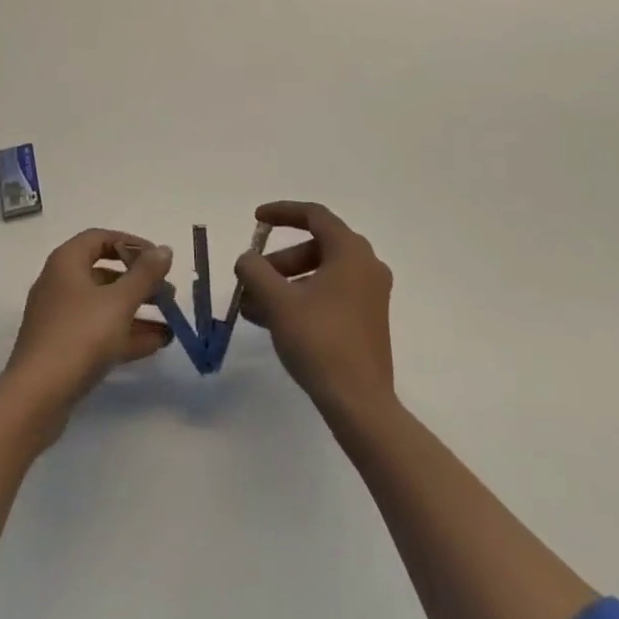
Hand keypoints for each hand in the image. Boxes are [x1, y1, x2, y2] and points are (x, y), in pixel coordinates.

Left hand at [3, 229, 173, 427]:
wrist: (35, 399)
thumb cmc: (79, 336)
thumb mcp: (119, 302)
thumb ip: (145, 274)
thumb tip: (164, 249)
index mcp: (66, 262)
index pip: (100, 238)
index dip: (131, 244)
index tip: (157, 258)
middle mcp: (60, 284)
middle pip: (105, 273)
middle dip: (139, 282)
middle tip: (168, 294)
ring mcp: (60, 319)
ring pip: (104, 306)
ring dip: (137, 311)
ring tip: (170, 322)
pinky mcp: (62, 350)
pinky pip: (98, 332)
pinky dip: (124, 334)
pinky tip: (155, 344)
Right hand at [234, 201, 394, 418]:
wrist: (361, 405)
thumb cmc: (320, 342)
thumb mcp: (278, 302)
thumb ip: (256, 271)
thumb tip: (247, 259)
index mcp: (350, 250)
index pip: (313, 215)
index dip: (281, 212)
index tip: (256, 219)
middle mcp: (366, 265)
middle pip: (315, 246)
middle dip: (279, 261)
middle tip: (253, 279)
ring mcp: (371, 294)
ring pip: (321, 274)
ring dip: (286, 284)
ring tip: (253, 308)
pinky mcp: (369, 321)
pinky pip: (331, 295)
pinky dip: (303, 299)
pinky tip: (275, 323)